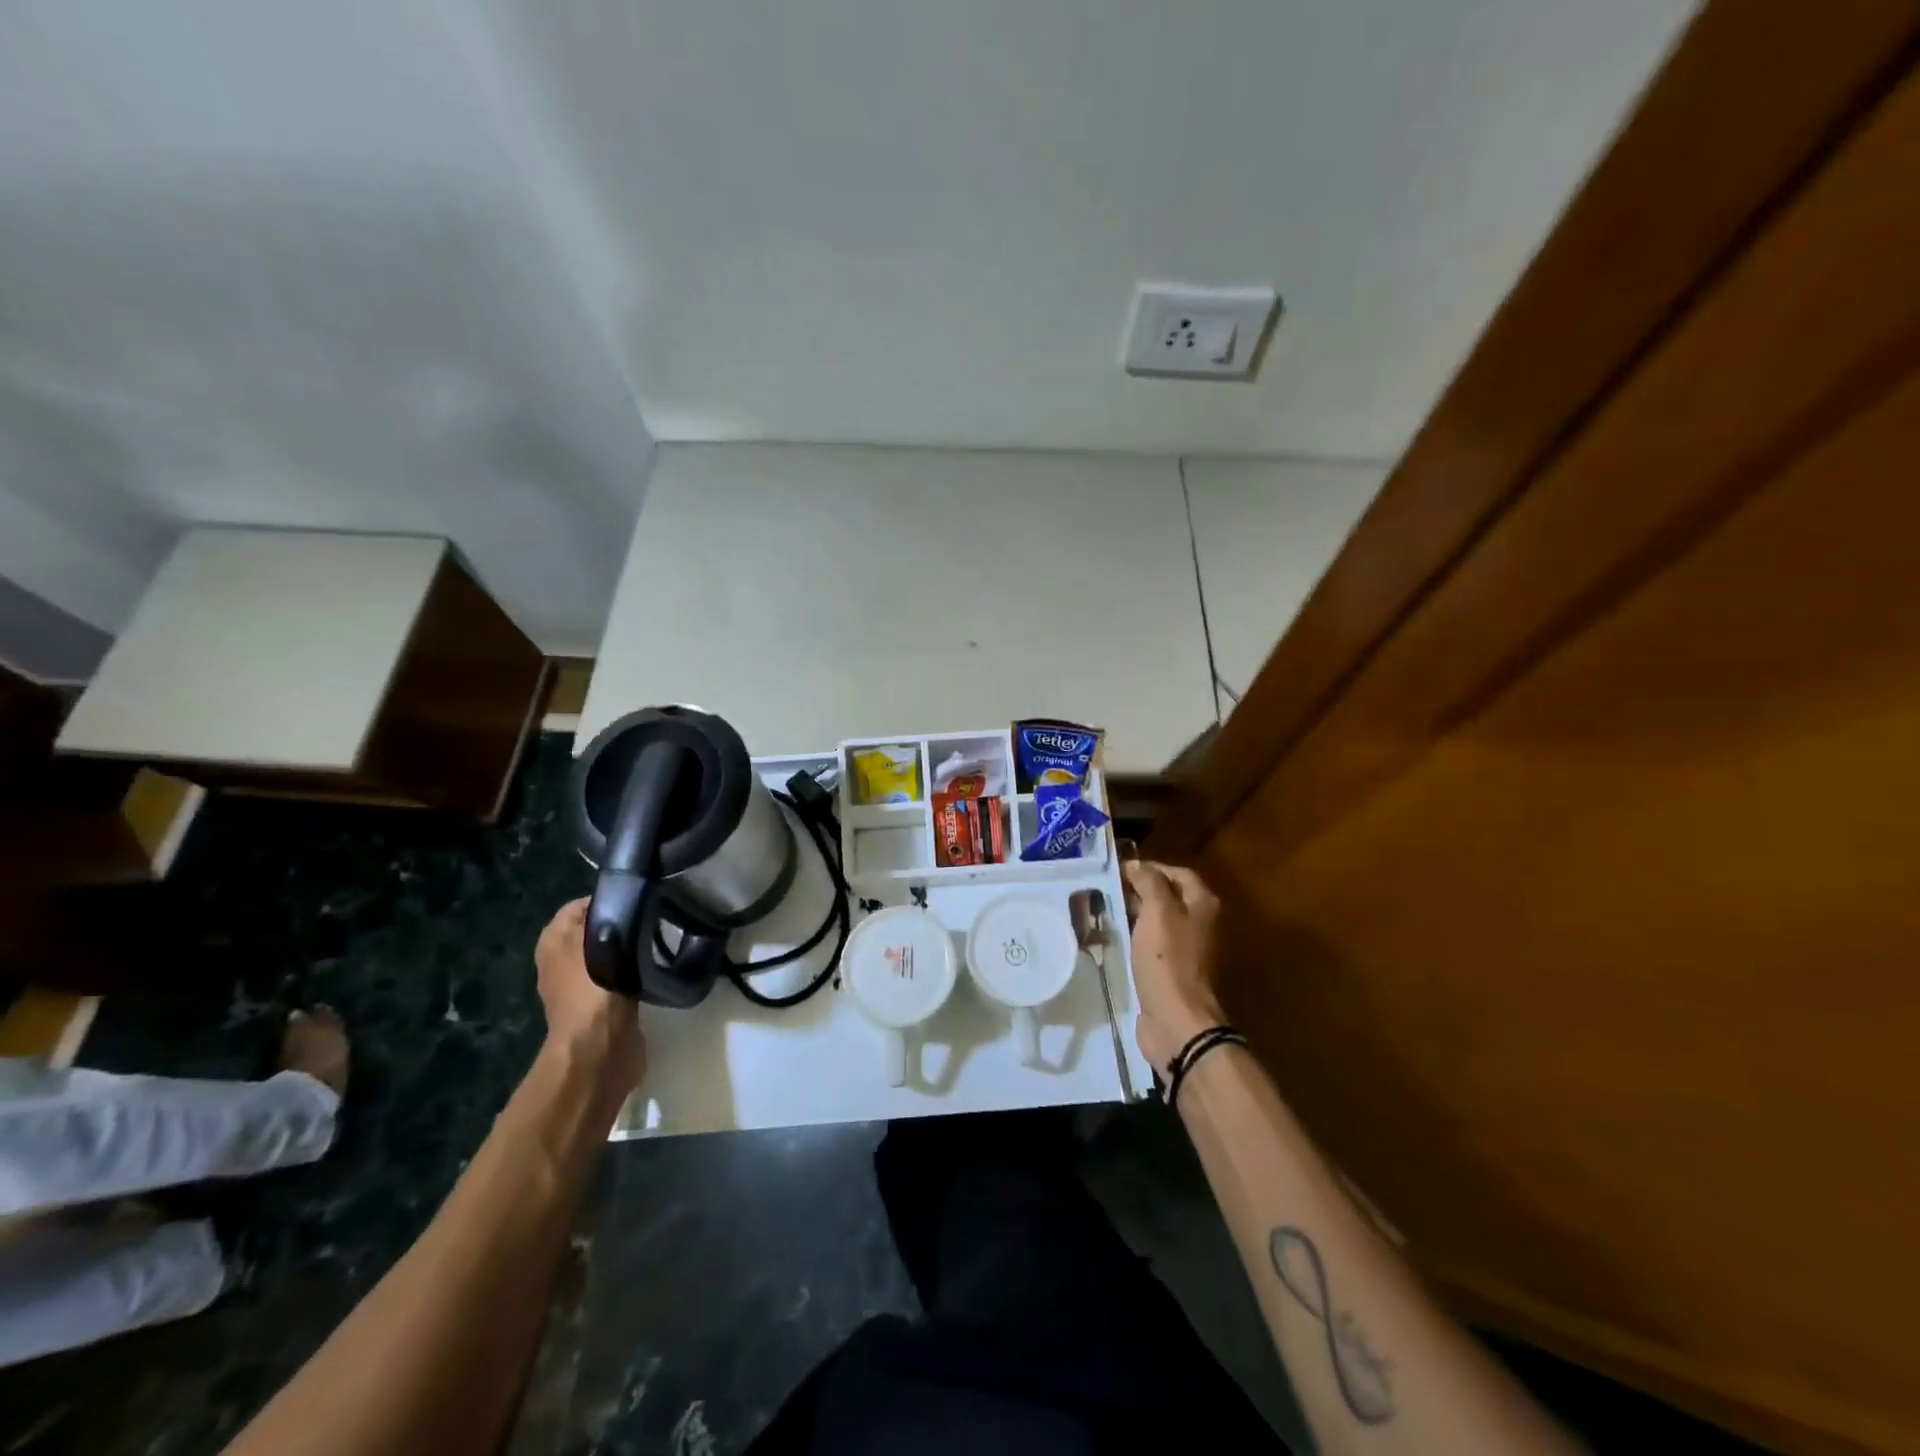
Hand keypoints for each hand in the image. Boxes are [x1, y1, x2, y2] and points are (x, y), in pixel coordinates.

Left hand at [535, 898, 645, 1098]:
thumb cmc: (593, 986)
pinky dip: (636, 973)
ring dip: (631, 950)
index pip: (578, 906)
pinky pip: (622, 978)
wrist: (600, 1046)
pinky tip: (655, 967)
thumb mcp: (599, 938)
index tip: (638, 898)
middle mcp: (562, 962)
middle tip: (652, 918)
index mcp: (553, 942)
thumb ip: (609, 915)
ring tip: (659, 939)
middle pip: (596, 930)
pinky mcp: (605, 1006)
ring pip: (611, 954)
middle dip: (621, 924)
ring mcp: (583, 986)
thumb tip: (624, 901)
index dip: (607, 899)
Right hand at [1123, 861, 1226, 1075]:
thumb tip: (1136, 865)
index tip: (1119, 870)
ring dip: (1134, 915)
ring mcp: (1187, 950)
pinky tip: (1112, 939)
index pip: (1178, 872)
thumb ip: (1149, 881)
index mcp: (1204, 905)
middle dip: (1140, 890)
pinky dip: (1134, 938)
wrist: (1176, 1020)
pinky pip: (1151, 945)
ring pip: (1158, 922)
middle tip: (1107, 889)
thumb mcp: (1157, 911)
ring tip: (1104, 910)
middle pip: (1169, 896)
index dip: (1150, 867)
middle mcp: (1201, 924)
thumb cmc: (1168, 960)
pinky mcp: (1171, 972)